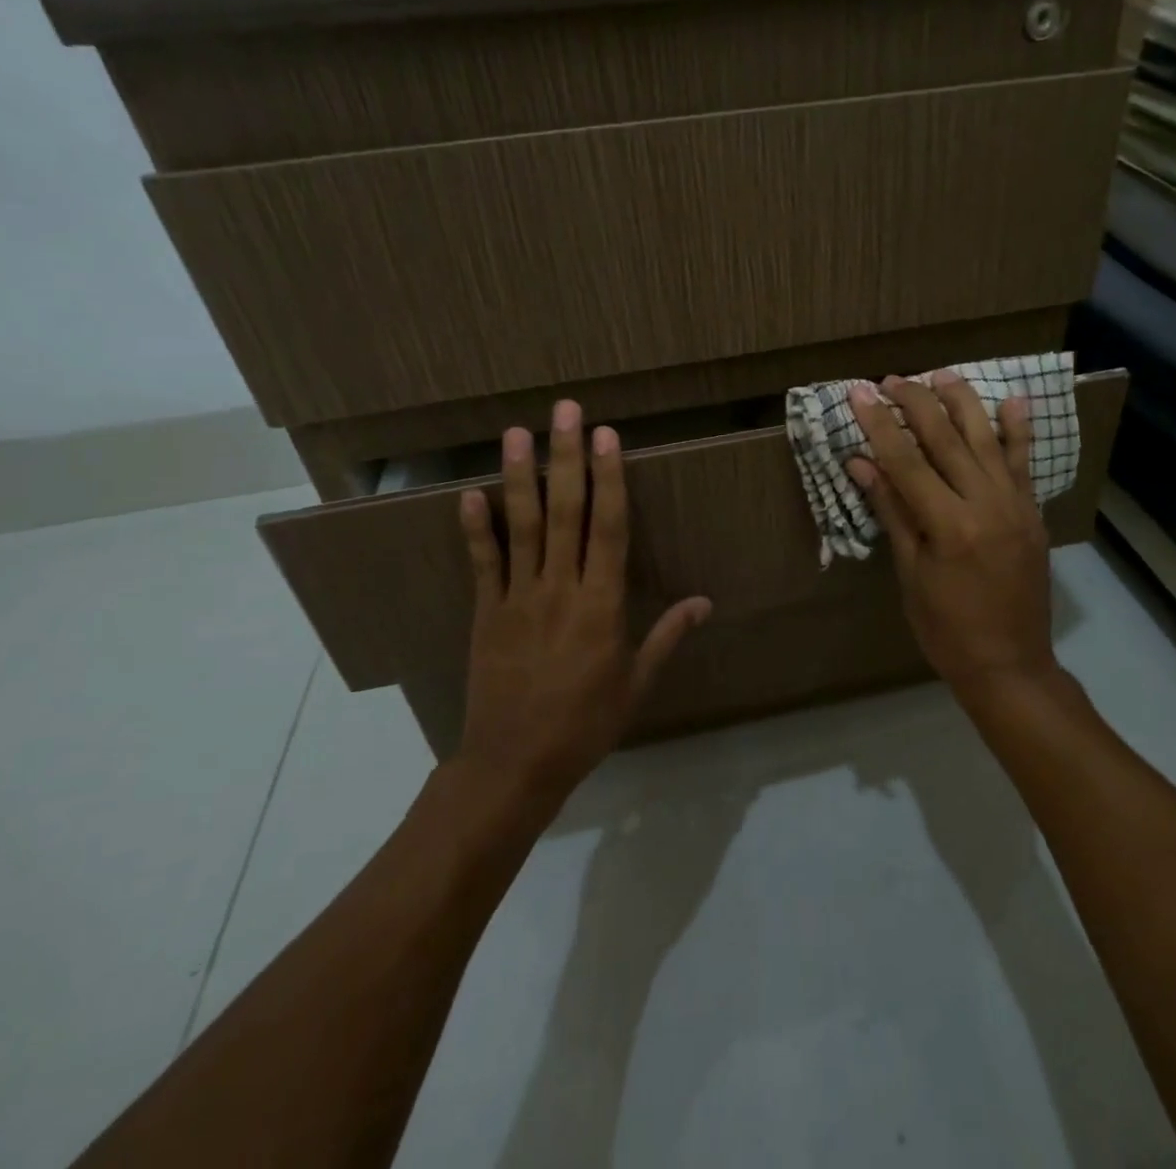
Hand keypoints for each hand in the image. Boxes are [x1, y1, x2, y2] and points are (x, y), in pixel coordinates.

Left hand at [452, 400, 711, 804]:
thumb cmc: (586, 723)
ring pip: (522, 526)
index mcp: (602, 604)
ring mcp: (518, 597)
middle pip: (565, 512)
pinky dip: (476, 528)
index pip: (609, 528)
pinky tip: (470, 494)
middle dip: (567, 457)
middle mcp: (560, 588)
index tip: (607, 437)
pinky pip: (482, 563)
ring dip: (519, 476)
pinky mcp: (485, 612)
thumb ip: (668, 636)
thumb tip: (705, 602)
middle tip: (565, 412)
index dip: (610, 478)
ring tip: (515, 432)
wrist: (515, 764)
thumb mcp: (638, 683)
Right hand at [845, 374, 1061, 709]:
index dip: (880, 424)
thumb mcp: (910, 572)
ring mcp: (1015, 505)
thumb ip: (892, 511)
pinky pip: (1023, 463)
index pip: (907, 461)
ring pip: (987, 440)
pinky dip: (1018, 430)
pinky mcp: (1032, 512)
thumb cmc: (946, 628)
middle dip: (916, 403)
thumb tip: (862, 464)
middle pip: (946, 439)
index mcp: (949, 525)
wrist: (1009, 664)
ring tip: (941, 374)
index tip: (860, 393)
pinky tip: (1013, 399)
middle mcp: (986, 504)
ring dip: (962, 402)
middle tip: (891, 379)